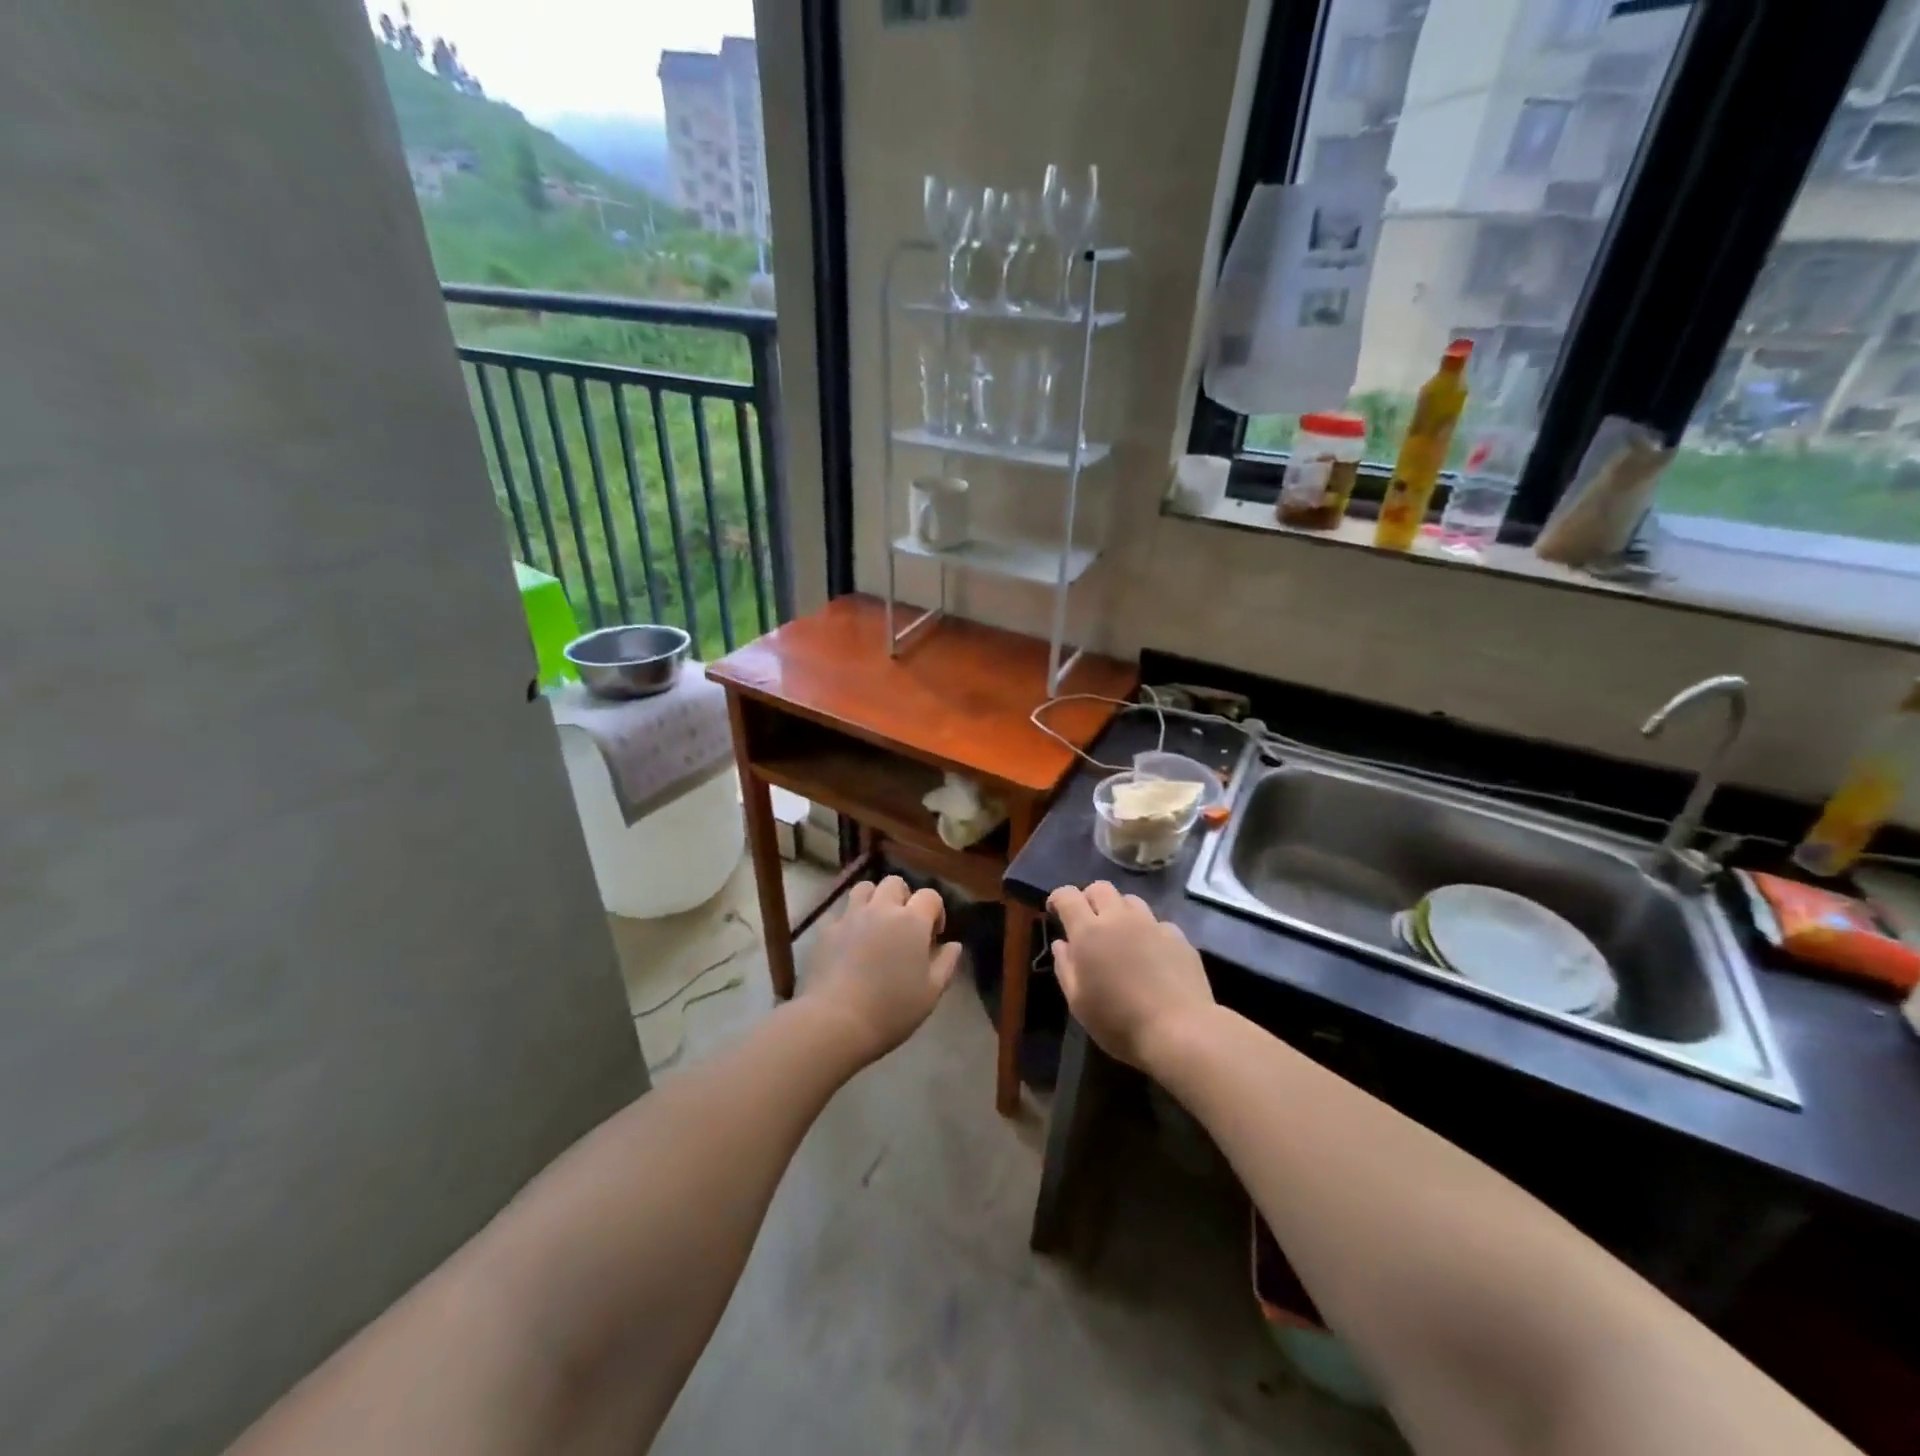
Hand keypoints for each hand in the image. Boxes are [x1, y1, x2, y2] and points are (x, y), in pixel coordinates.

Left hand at [803, 876, 961, 1061]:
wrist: (835, 1021)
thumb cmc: (891, 1009)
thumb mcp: (931, 993)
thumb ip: (946, 963)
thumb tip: (954, 945)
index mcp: (912, 921)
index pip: (930, 896)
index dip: (936, 911)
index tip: (933, 936)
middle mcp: (881, 909)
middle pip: (895, 883)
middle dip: (904, 897)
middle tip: (904, 926)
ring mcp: (850, 916)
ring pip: (864, 888)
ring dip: (874, 899)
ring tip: (876, 925)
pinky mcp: (826, 930)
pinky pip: (841, 913)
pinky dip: (849, 921)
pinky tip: (850, 943)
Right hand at [1048, 882, 1214, 1069]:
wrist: (1180, 1031)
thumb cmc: (1119, 1022)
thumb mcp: (1078, 1002)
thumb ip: (1065, 967)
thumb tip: (1061, 944)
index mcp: (1089, 932)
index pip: (1068, 896)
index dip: (1058, 898)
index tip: (1055, 911)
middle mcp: (1120, 918)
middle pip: (1100, 888)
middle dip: (1089, 898)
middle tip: (1087, 922)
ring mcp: (1152, 925)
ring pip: (1130, 900)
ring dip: (1119, 911)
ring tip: (1120, 935)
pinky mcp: (1178, 937)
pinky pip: (1157, 923)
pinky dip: (1147, 931)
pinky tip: (1151, 954)